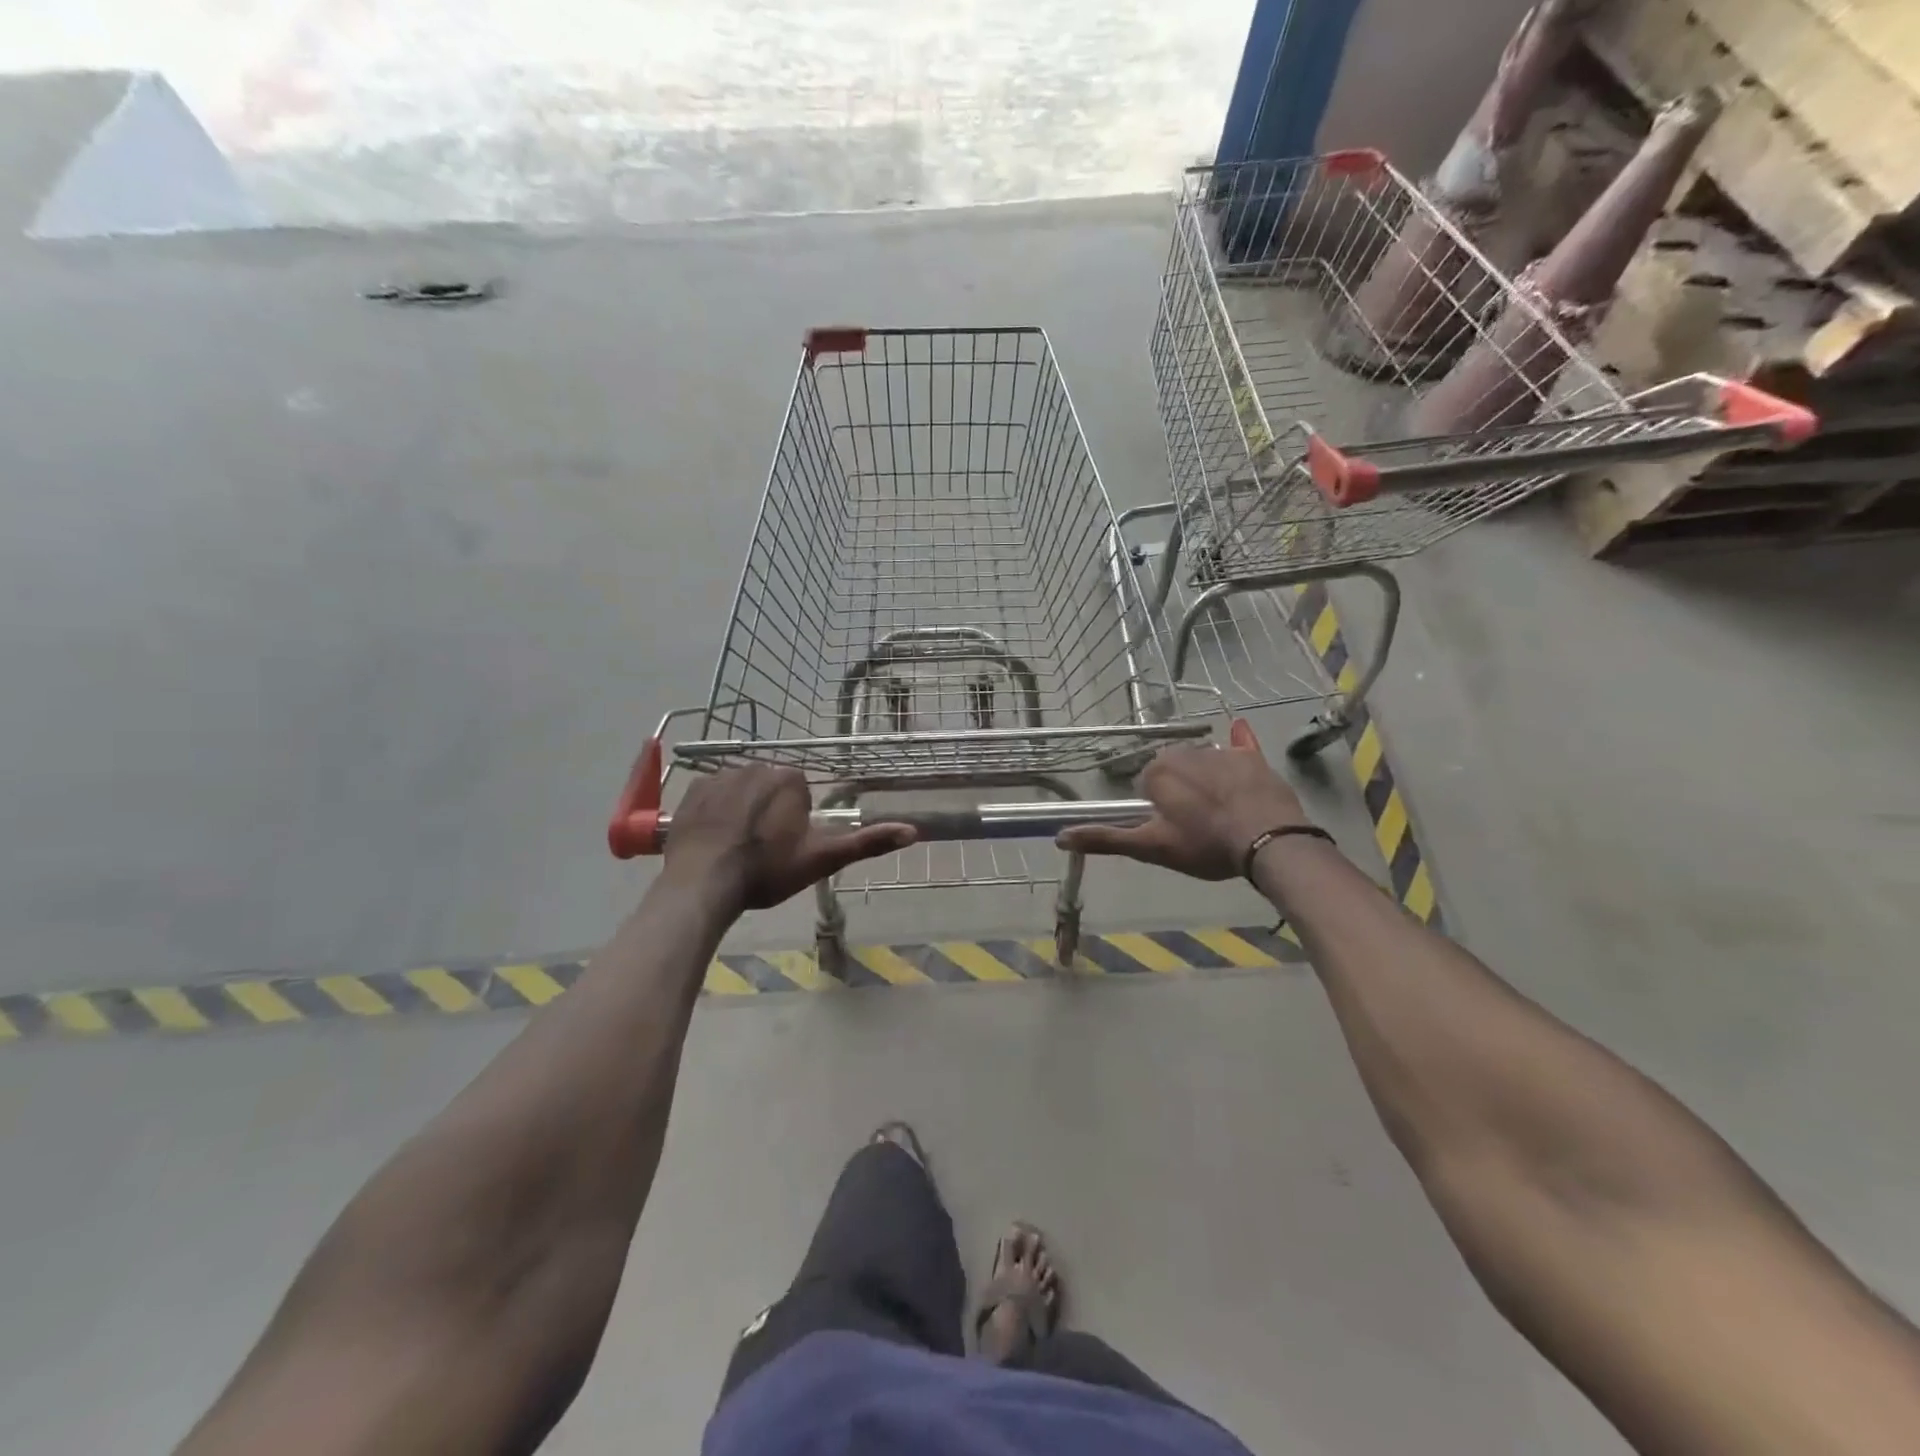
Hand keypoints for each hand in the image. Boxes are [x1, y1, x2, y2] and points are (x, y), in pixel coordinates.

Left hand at [661, 765, 913, 910]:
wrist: (704, 883)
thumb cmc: (768, 870)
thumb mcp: (822, 859)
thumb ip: (867, 842)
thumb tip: (913, 831)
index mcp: (790, 778)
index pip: (801, 795)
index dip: (795, 824)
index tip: (784, 849)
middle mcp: (756, 765)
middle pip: (771, 790)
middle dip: (770, 814)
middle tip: (761, 852)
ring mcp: (720, 774)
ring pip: (742, 791)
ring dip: (743, 812)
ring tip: (735, 848)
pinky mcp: (692, 789)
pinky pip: (712, 794)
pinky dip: (715, 812)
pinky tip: (713, 839)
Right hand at [1058, 719, 1311, 879]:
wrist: (1269, 841)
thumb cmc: (1204, 844)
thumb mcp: (1150, 847)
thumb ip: (1105, 839)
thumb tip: (1059, 837)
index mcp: (1157, 770)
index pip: (1146, 786)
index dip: (1156, 809)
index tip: (1171, 829)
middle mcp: (1185, 751)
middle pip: (1173, 771)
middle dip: (1179, 792)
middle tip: (1194, 825)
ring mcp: (1221, 752)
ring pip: (1202, 764)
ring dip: (1205, 782)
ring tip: (1222, 815)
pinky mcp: (1252, 757)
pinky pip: (1240, 745)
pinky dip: (1238, 741)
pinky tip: (1238, 731)